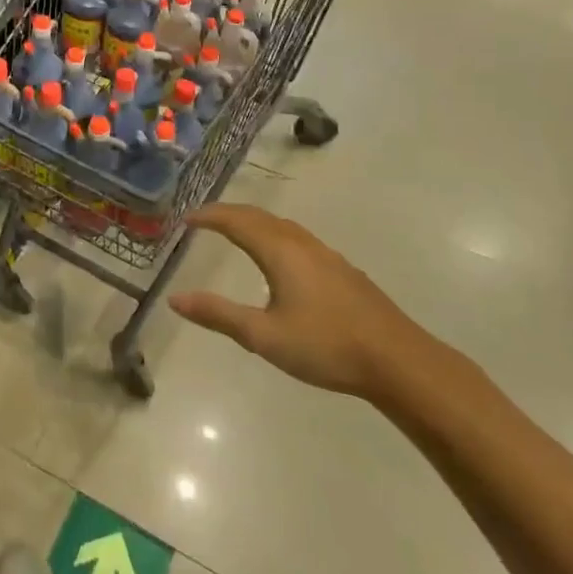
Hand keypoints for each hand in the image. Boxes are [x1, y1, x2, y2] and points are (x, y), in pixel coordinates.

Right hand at [169, 203, 435, 399]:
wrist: (397, 360)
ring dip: (253, 222)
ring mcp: (326, 254)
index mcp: (280, 251)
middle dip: (228, 213)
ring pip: (281, 225)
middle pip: (259, 216)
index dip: (209, 216)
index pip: (236, 221)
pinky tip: (279, 257)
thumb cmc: (326, 346)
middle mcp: (301, 243)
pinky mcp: (342, 270)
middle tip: (203, 220)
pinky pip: (297, 237)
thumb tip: (175, 299)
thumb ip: (218, 315)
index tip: (185, 219)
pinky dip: (273, 234)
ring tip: (234, 231)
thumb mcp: (264, 336)